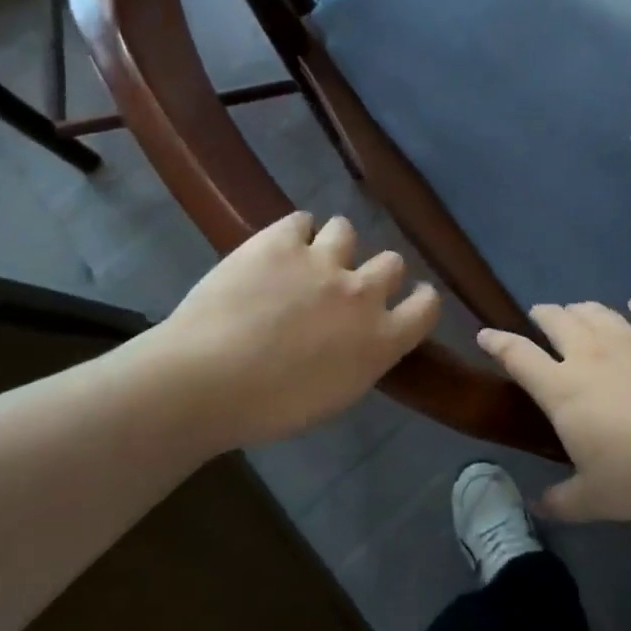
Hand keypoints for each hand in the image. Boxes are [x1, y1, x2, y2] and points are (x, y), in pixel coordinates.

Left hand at [149, 212, 440, 449]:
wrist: (204, 381)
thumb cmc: (268, 409)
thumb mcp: (334, 396)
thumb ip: (359, 359)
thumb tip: (358, 341)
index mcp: (380, 339)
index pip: (427, 306)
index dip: (420, 299)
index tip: (408, 300)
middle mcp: (361, 293)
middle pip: (393, 262)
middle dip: (375, 271)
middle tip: (347, 286)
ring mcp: (322, 261)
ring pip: (347, 230)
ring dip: (334, 245)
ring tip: (308, 260)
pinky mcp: (280, 241)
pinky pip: (301, 220)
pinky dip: (293, 234)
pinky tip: (276, 250)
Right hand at [477, 299, 630, 522]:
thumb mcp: (595, 499)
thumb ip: (562, 502)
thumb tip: (539, 507)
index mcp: (563, 388)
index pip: (518, 356)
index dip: (497, 342)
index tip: (485, 334)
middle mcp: (590, 353)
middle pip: (557, 320)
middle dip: (542, 314)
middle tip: (539, 315)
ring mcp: (630, 340)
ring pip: (596, 311)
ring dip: (582, 309)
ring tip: (578, 311)